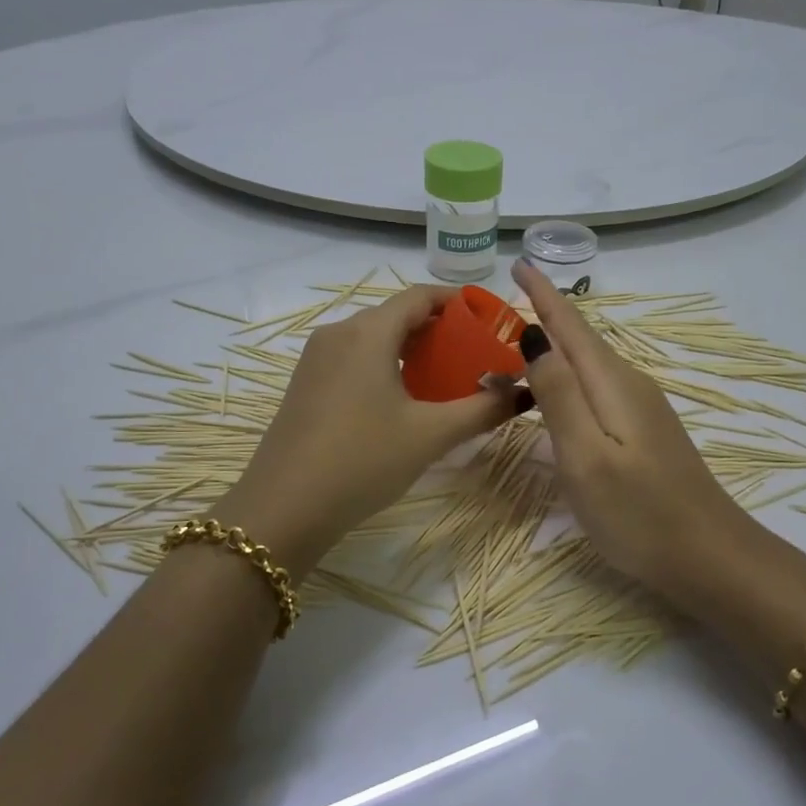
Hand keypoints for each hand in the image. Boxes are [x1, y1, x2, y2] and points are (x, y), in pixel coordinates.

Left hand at [214, 286, 520, 576]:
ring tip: (448, 377)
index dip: (459, 302)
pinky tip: (406, 398)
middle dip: (440, 329)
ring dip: (413, 350)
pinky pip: (355, 359)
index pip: (421, 296)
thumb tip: (522, 392)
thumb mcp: (430, 435)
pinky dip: (387, 365)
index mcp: (368, 332)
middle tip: (477, 354)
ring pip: (375, 338)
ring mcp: (316, 359)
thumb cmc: (362, 461)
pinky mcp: (306, 384)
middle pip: (397, 315)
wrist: (283, 509)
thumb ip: (482, 409)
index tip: (491, 320)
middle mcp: (338, 333)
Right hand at [512, 260, 767, 609]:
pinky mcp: (643, 432)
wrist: (709, 557)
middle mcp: (628, 385)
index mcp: (611, 383)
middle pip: (579, 340)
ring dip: (554, 349)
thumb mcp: (586, 456)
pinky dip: (568, 378)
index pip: (570, 325)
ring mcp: (641, 409)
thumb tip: (534, 336)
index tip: (518, 262)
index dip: (543, 293)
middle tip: (499, 310)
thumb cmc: (639, 512)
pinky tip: (556, 393)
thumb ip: (559, 394)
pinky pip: (596, 389)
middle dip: (543, 317)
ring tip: (516, 345)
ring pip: (587, 365)